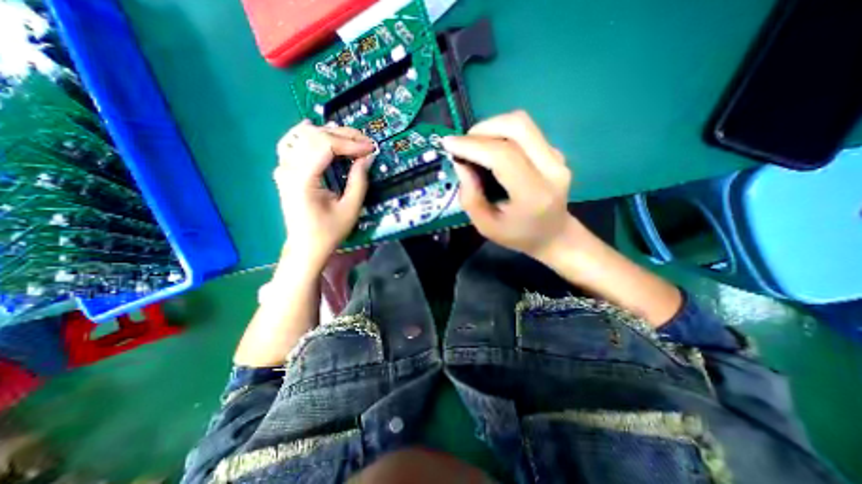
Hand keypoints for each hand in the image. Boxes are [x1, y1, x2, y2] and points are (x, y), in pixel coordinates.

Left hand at [272, 119, 374, 269]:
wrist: (306, 246)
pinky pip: (292, 142)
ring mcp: (283, 167)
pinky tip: (317, 130)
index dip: (351, 143)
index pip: (325, 145)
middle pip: (314, 135)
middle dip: (344, 135)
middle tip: (366, 142)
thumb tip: (367, 157)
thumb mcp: (350, 209)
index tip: (371, 148)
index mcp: (302, 178)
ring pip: (303, 135)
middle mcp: (287, 167)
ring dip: (329, 133)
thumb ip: (359, 181)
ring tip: (351, 139)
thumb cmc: (329, 231)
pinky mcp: (284, 169)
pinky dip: (307, 134)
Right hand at [445, 110, 585, 260]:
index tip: (448, 144)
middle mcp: (552, 169)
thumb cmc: (517, 235)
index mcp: (533, 195)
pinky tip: (491, 149)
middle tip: (463, 144)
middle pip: (517, 127)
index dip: (473, 146)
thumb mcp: (485, 226)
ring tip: (475, 145)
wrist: (554, 235)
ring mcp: (557, 157)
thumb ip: (470, 196)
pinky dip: (502, 133)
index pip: (503, 156)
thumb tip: (460, 162)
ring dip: (492, 127)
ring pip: (522, 123)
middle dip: (482, 129)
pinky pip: (525, 131)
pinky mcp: (555, 151)